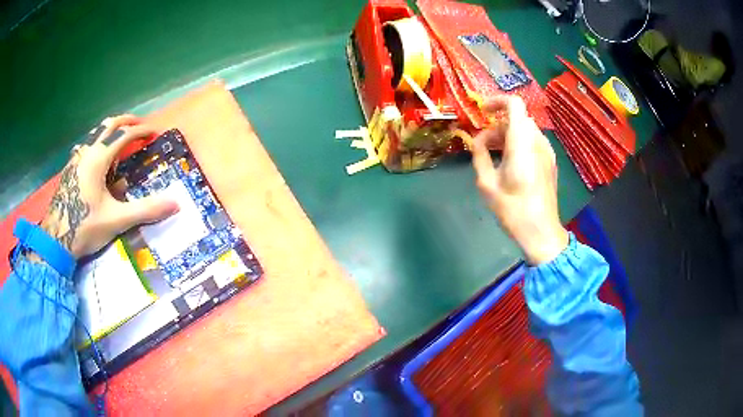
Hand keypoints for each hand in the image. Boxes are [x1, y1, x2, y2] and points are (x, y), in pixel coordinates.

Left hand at [40, 115, 178, 258]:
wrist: (55, 240)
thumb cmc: (85, 227)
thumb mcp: (116, 220)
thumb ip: (145, 210)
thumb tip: (176, 204)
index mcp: (99, 158)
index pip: (124, 135)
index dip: (141, 131)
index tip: (153, 133)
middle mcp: (87, 151)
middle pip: (108, 124)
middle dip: (125, 121)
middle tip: (138, 124)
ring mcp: (76, 159)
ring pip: (95, 133)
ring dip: (110, 130)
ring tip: (119, 138)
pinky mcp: (69, 169)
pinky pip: (86, 146)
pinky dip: (98, 143)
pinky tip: (98, 158)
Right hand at [472, 96, 568, 264]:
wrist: (541, 232)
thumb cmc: (513, 209)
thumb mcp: (486, 183)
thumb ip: (480, 155)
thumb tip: (478, 141)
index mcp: (522, 142)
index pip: (514, 104)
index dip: (497, 101)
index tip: (483, 111)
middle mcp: (538, 141)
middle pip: (518, 119)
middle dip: (498, 126)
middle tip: (483, 145)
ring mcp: (547, 152)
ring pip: (526, 130)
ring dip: (508, 136)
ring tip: (494, 156)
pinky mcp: (550, 163)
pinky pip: (533, 143)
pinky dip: (519, 144)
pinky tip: (510, 165)